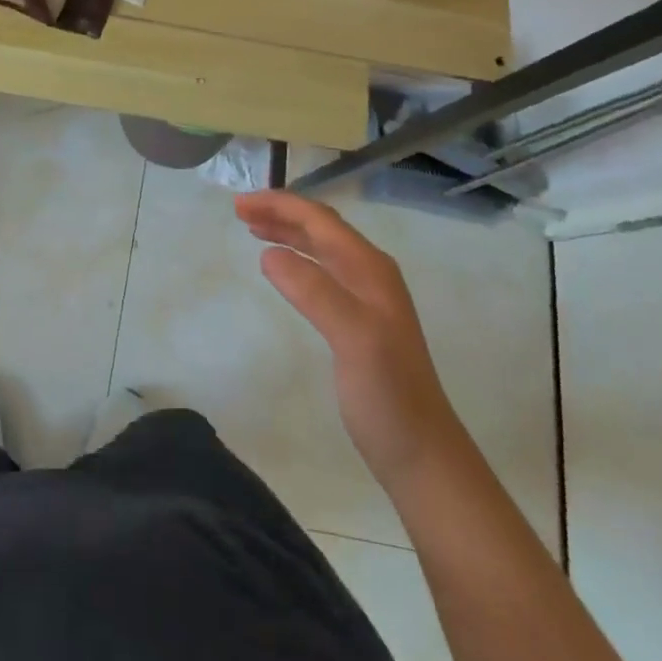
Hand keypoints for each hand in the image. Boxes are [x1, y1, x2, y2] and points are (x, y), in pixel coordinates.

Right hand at [236, 190, 456, 486]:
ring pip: (321, 247)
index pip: (319, 220)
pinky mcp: (358, 320)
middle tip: (240, 212)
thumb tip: (269, 254)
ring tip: (252, 229)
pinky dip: (296, 258)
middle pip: (320, 227)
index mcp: (370, 268)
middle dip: (281, 212)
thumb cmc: (388, 395)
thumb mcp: (352, 338)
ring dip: (287, 232)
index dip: (279, 205)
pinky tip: (282, 268)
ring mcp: (366, 297)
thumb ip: (313, 291)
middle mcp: (370, 273)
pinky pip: (321, 271)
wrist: (422, 455)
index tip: (239, 205)